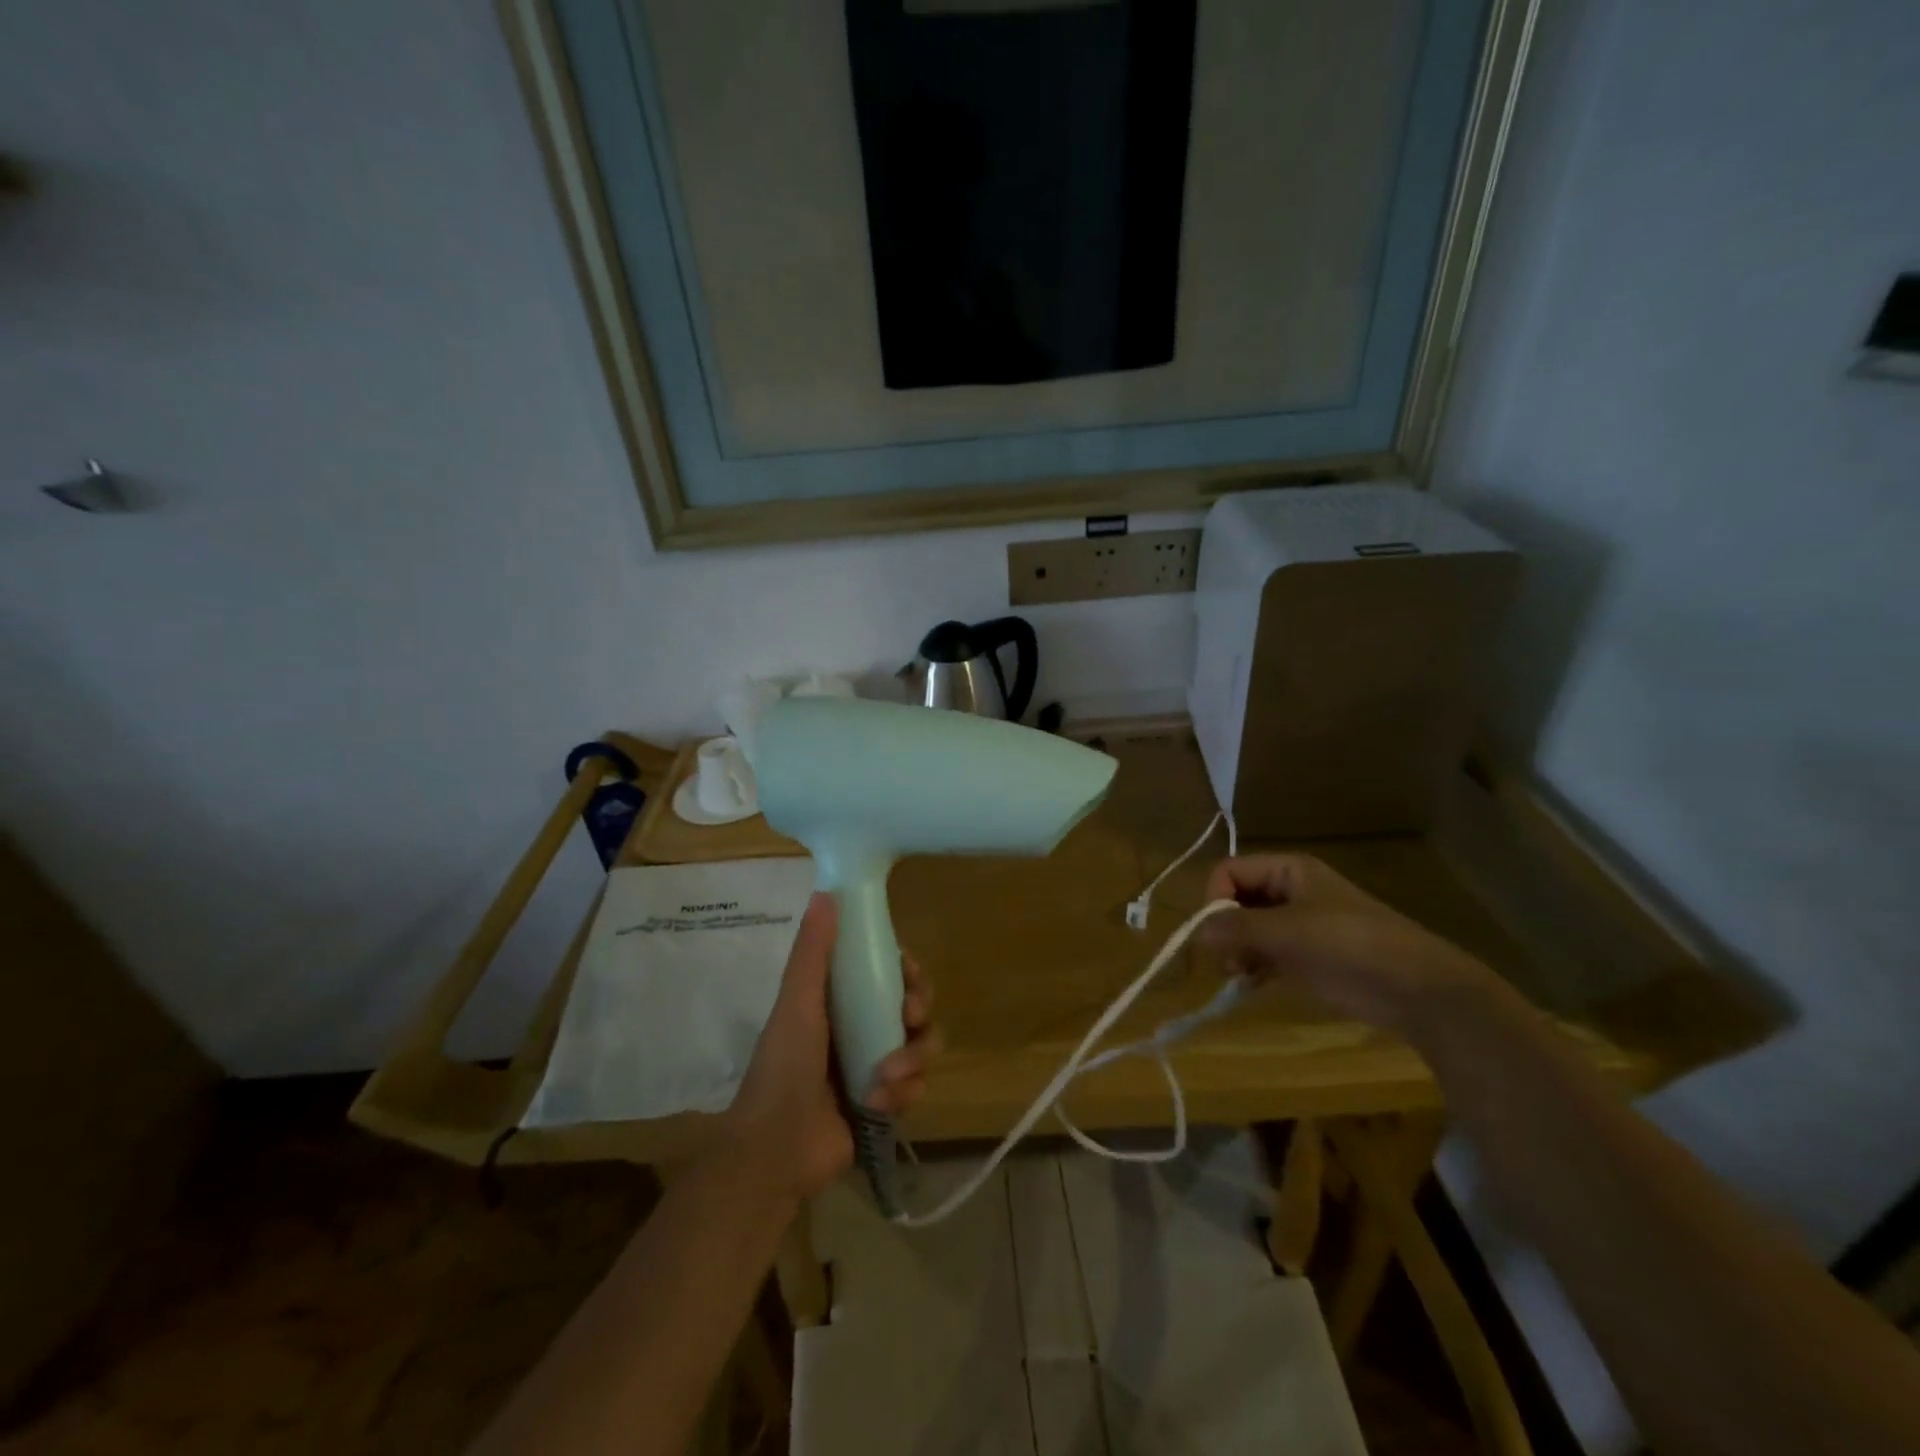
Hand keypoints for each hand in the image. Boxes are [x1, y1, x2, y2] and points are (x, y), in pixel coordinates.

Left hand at [719, 894, 941, 1200]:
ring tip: (886, 1079)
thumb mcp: (797, 1002)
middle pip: (915, 1004)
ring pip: (923, 1045)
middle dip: (919, 1009)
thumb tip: (826, 892)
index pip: (887, 971)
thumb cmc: (784, 1067)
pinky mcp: (887, 1102)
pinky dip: (905, 1092)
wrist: (777, 1150)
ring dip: (913, 1058)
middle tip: (910, 1016)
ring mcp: (877, 1065)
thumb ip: (813, 951)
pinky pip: (918, 1085)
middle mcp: (862, 1026)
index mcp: (840, 1000)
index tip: (907, 972)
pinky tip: (879, 1104)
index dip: (906, 969)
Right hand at [1197, 854, 1499, 1036]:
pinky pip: (1262, 953)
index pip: (1229, 871)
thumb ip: (1237, 929)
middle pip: (1235, 900)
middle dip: (1224, 929)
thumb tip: (1195, 934)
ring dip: (1235, 951)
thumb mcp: (1289, 931)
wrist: (1415, 988)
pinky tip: (1251, 985)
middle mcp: (1288, 892)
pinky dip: (1251, 967)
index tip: (1216, 933)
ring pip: (1245, 929)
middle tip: (1228, 960)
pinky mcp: (1304, 957)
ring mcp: (1297, 926)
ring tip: (1241, 974)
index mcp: (1287, 871)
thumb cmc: (1350, 945)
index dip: (1215, 899)